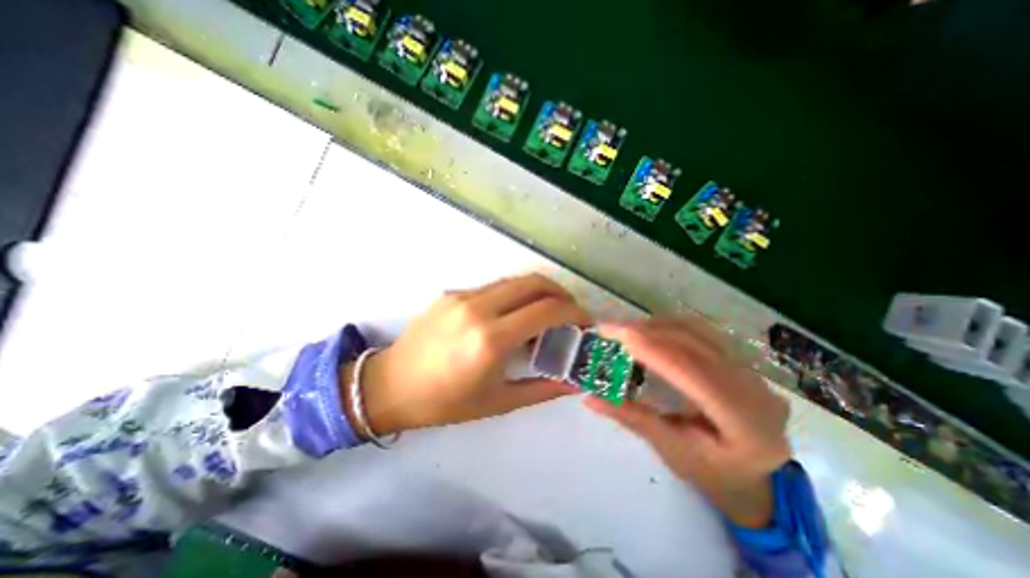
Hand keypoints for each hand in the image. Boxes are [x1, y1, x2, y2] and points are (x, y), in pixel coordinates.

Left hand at [344, 273, 591, 433]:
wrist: (390, 385)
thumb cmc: (444, 402)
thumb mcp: (498, 402)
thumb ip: (542, 389)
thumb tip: (573, 381)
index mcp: (490, 339)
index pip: (546, 310)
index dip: (574, 312)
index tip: (584, 321)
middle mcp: (478, 309)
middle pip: (533, 282)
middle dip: (560, 293)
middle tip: (570, 311)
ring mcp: (462, 296)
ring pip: (514, 281)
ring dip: (538, 292)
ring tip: (545, 313)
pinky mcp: (452, 293)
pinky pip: (494, 287)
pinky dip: (514, 296)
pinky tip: (512, 316)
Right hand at [587, 317, 789, 527]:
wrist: (754, 476)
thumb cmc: (711, 473)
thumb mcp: (671, 450)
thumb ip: (632, 418)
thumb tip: (589, 398)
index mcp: (744, 423)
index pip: (693, 372)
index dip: (653, 348)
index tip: (615, 334)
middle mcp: (754, 389)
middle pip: (695, 345)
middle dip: (648, 332)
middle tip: (610, 329)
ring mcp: (751, 371)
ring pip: (699, 333)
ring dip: (657, 327)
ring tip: (624, 330)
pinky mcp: (740, 360)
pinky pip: (701, 333)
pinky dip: (669, 328)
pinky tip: (648, 332)